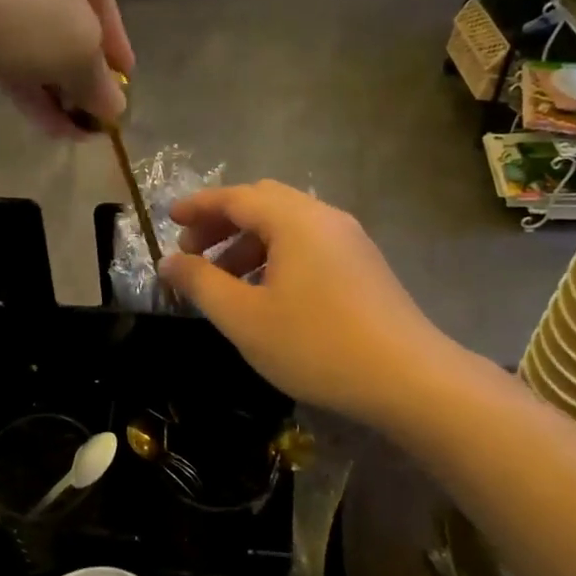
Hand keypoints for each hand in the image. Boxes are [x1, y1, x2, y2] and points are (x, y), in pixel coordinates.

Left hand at [0, 0, 133, 131]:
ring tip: (68, 131)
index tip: (124, 81)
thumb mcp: (78, 47)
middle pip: (56, 8)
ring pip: (20, 28)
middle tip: (91, 110)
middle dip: (76, 68)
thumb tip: (114, 110)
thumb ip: (100, 80)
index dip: (115, 40)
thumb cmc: (17, 3)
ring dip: (48, 83)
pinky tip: (36, 119)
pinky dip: (13, 75)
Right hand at [157, 182, 450, 424]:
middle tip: (193, 253)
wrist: (408, 378)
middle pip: (263, 203)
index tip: (168, 219)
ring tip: (224, 281)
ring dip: (248, 243)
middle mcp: (324, 218)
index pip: (236, 197)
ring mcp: (349, 240)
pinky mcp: (363, 265)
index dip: (198, 206)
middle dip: (222, 223)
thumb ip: (200, 284)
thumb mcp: (244, 318)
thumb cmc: (315, 344)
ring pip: (287, 226)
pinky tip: (266, 294)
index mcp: (294, 220)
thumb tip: (168, 261)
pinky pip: (308, 245)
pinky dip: (276, 256)